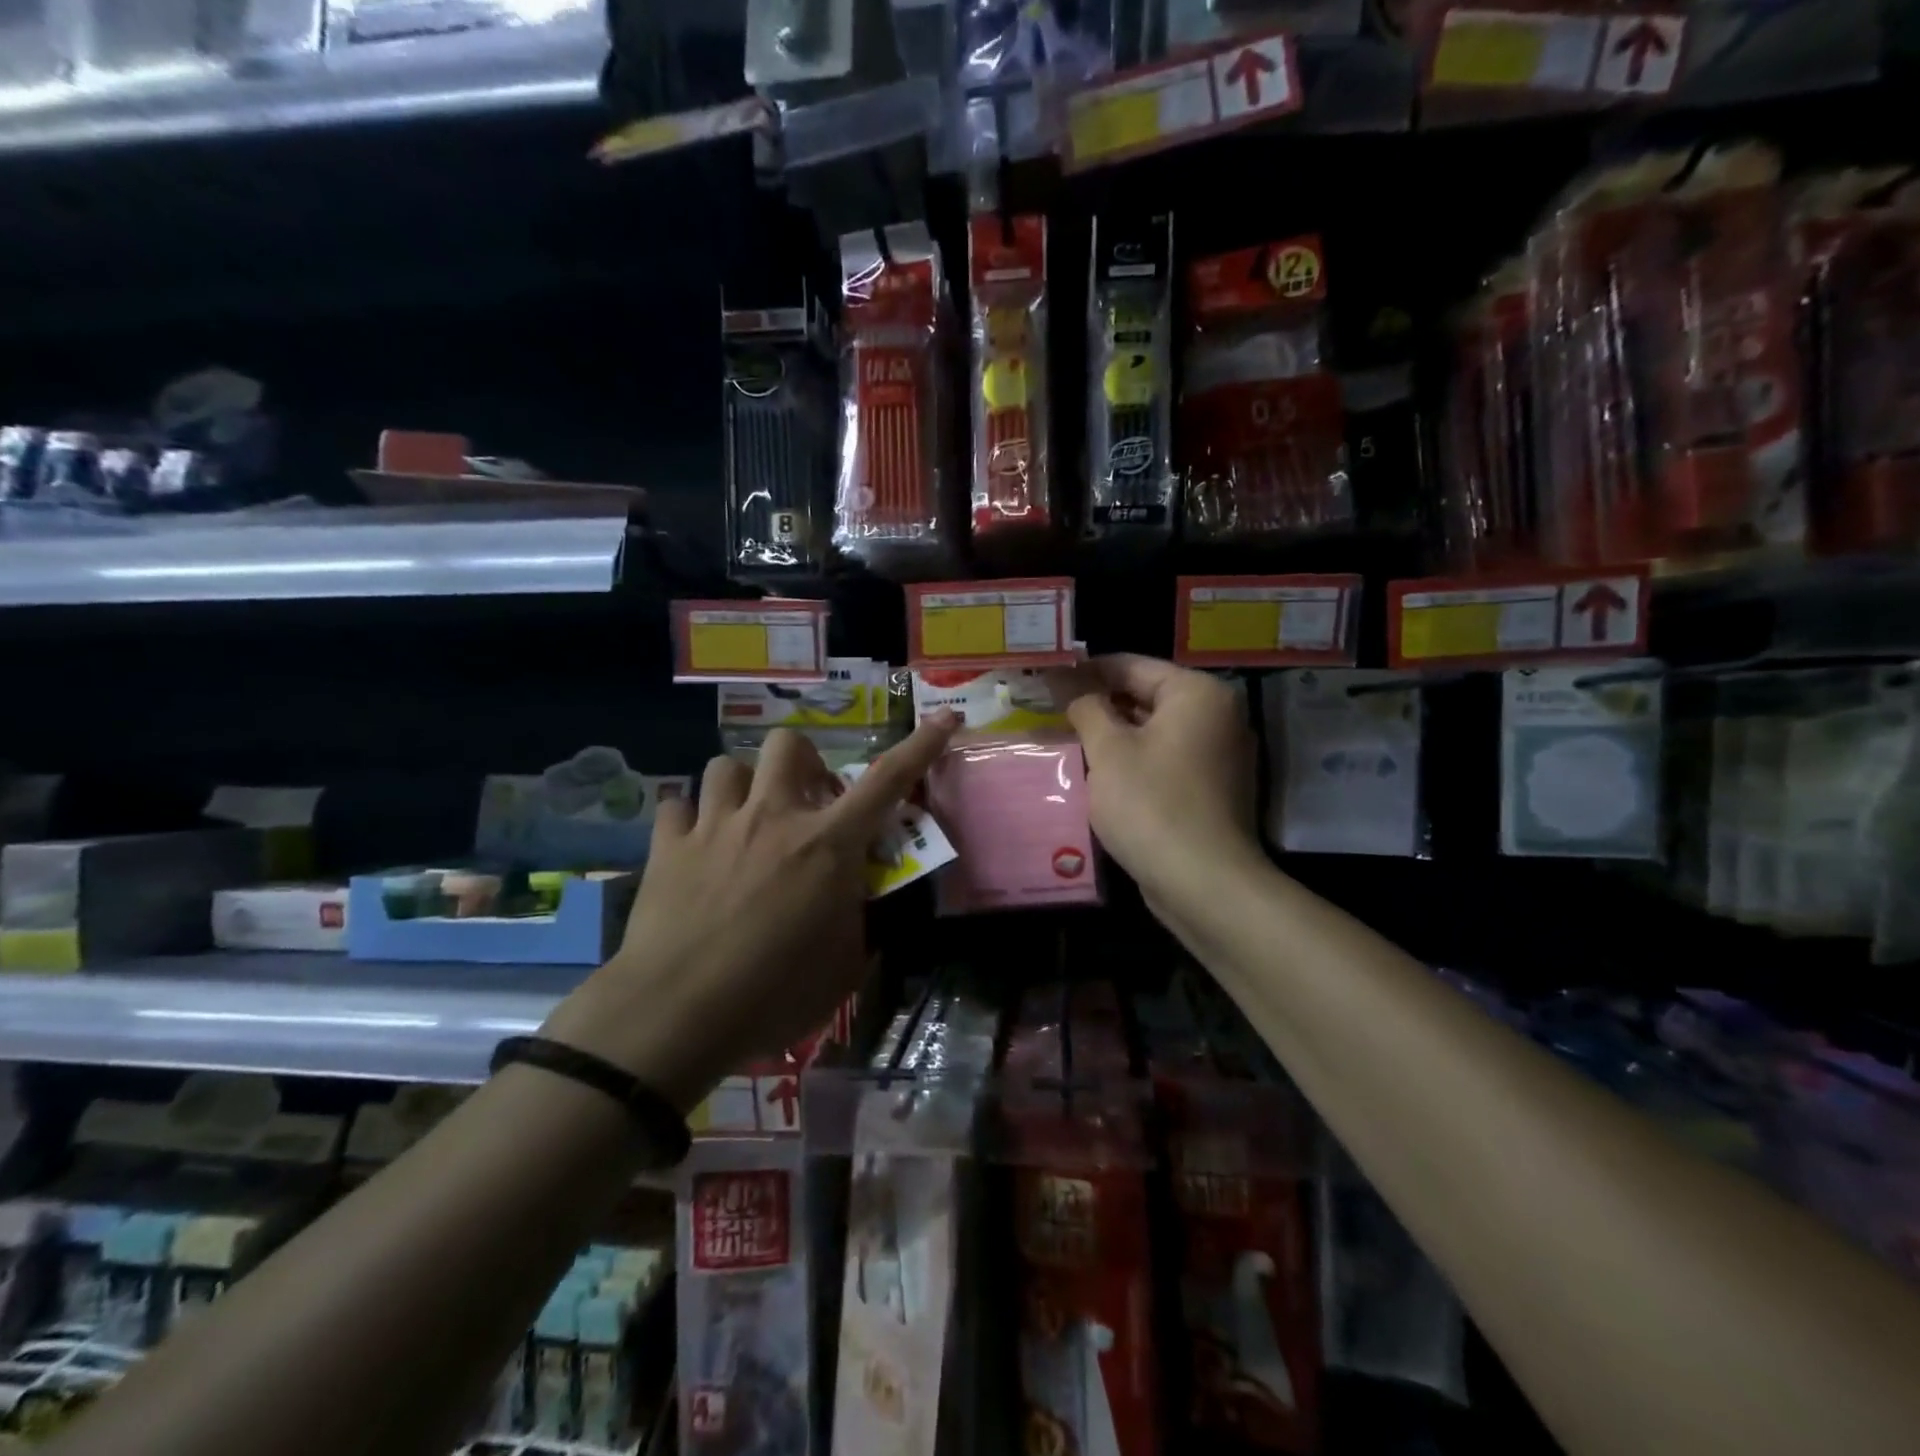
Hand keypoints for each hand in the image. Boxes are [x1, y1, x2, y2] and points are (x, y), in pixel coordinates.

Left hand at [541, 714, 958, 1109]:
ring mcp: (716, 825)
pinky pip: (677, 806)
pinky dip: (689, 819)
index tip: (943, 717)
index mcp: (828, 844)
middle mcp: (774, 817)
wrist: (676, 1014)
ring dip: (744, 786)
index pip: (887, 780)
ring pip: (727, 765)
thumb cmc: (774, 996)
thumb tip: (857, 902)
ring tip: (745, 819)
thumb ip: (858, 922)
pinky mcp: (669, 846)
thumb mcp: (843, 967)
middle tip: (805, 802)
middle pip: (790, 744)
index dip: (920, 745)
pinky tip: (692, 845)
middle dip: (803, 762)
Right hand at [1062, 654, 1260, 907]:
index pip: (1132, 666)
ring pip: (1154, 730)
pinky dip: (1135, 759)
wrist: (1203, 882)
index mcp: (1198, 694)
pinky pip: (1166, 758)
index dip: (1086, 671)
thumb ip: (1087, 709)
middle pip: (1146, 695)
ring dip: (1114, 733)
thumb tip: (1071, 686)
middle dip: (1100, 703)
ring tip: (1068, 737)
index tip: (1048, 678)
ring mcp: (1219, 754)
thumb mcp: (1109, 751)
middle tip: (1053, 709)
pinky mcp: (1212, 788)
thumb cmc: (1151, 805)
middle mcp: (1218, 715)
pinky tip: (1099, 771)